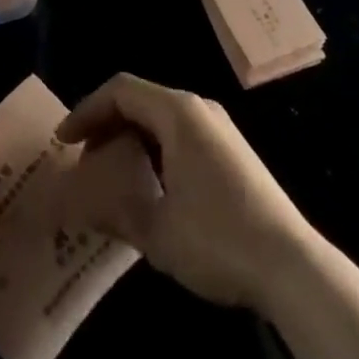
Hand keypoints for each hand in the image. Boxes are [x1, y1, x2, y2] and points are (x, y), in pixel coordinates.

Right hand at [57, 73, 314, 310]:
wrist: (294, 267)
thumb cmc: (218, 239)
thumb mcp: (157, 231)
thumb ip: (113, 211)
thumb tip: (78, 204)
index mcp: (177, 113)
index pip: (120, 90)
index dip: (86, 110)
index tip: (63, 142)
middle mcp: (198, 109)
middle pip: (140, 99)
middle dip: (106, 124)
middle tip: (83, 159)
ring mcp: (219, 129)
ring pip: (161, 118)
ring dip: (130, 138)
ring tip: (110, 173)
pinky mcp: (233, 152)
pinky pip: (180, 134)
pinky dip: (154, 148)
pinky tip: (149, 185)